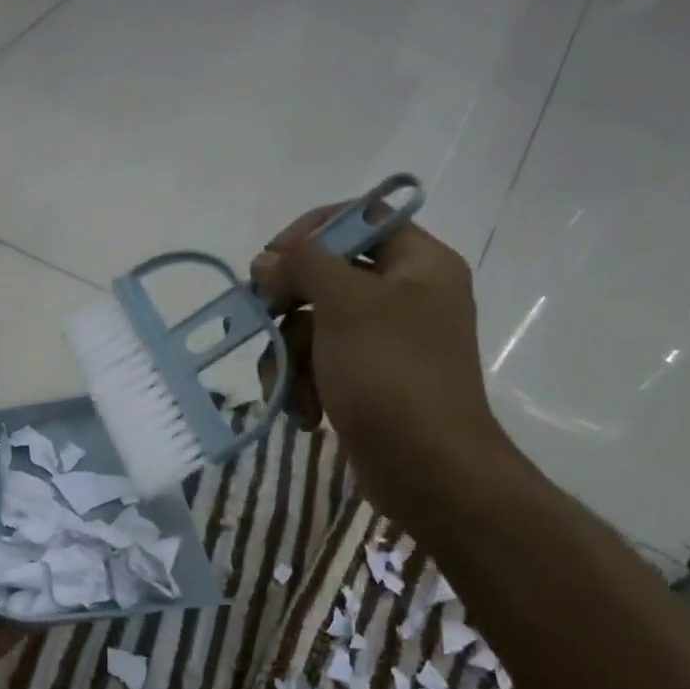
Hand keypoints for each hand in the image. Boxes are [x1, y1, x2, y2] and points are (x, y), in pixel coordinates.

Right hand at [250, 207, 511, 499]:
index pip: (360, 219)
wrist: (428, 469)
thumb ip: (303, 266)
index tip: (271, 260)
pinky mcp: (369, 382)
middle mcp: (406, 296)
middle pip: (328, 277)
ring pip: (315, 327)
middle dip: (288, 308)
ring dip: (290, 359)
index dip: (311, 232)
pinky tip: (307, 415)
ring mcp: (386, 343)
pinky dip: (306, 387)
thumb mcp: (346, 304)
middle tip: (261, 322)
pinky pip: (322, 365)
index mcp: (419, 264)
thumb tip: (266, 261)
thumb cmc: (391, 373)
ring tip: (288, 391)